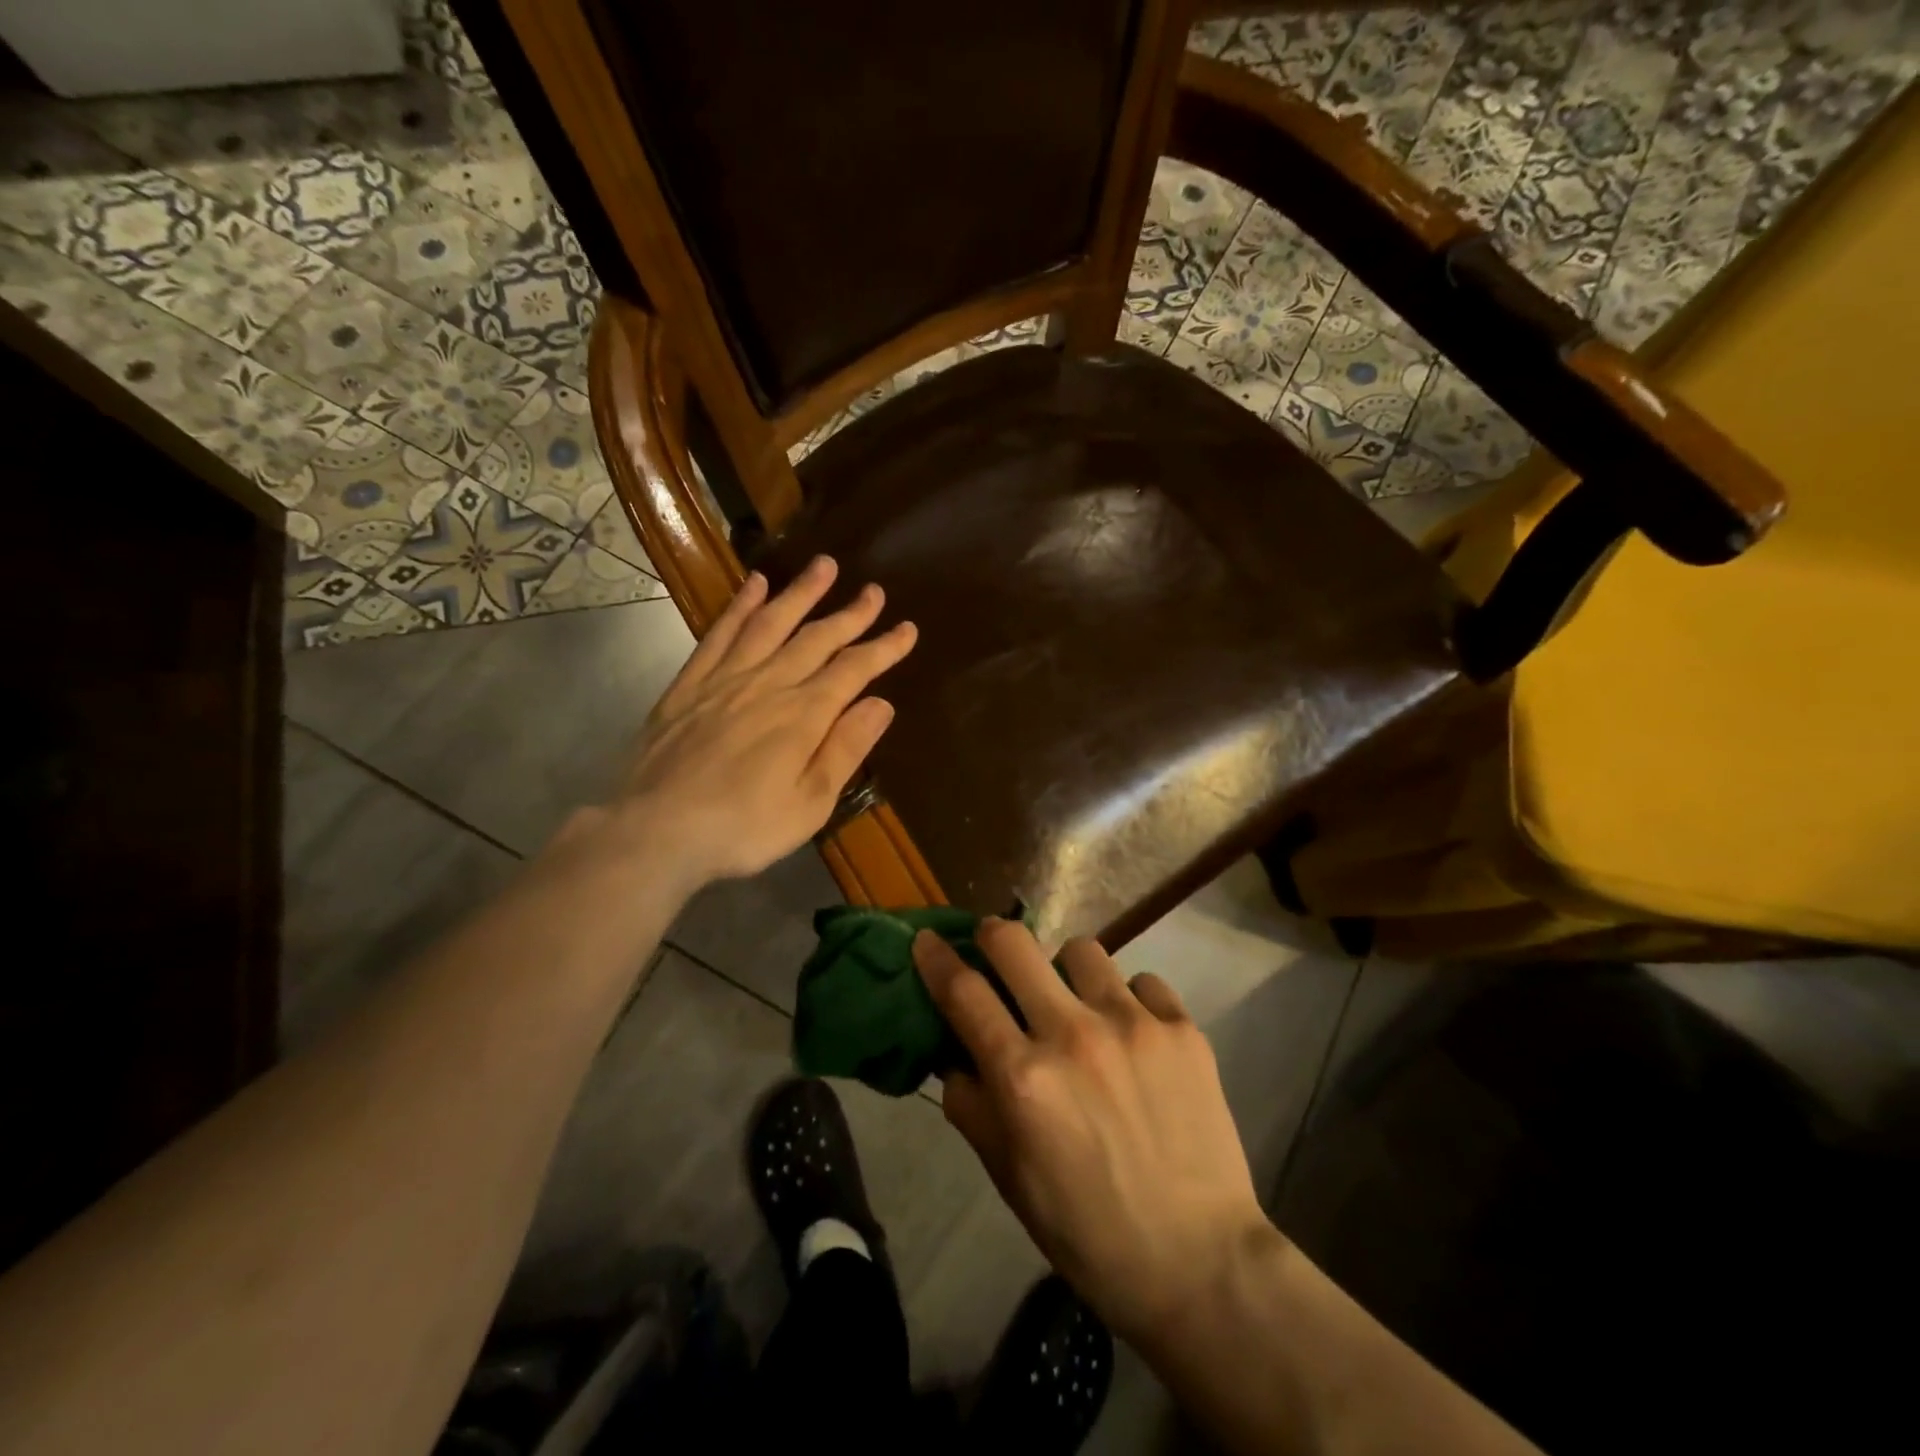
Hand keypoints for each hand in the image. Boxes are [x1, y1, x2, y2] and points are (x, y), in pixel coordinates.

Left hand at [607, 556, 915, 885]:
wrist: (656, 830)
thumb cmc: (743, 828)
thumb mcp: (810, 803)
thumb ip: (846, 749)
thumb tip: (881, 703)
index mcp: (803, 715)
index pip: (854, 670)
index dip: (884, 648)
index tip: (907, 628)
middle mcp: (769, 684)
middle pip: (817, 638)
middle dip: (850, 614)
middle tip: (874, 591)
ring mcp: (726, 679)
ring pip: (771, 623)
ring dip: (800, 593)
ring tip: (824, 566)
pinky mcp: (690, 684)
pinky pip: (720, 633)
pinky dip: (740, 606)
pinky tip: (754, 585)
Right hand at [914, 919, 1270, 1341]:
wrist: (1199, 1263)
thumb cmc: (1087, 1231)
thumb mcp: (1008, 1177)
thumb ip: (971, 1105)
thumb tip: (952, 1053)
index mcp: (1023, 1078)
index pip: (963, 992)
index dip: (936, 958)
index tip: (927, 940)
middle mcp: (1073, 1035)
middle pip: (1015, 943)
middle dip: (993, 936)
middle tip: (996, 952)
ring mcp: (1133, 1025)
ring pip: (1082, 950)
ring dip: (1067, 971)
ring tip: (1078, 1005)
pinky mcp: (1182, 1029)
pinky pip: (1142, 981)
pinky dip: (1128, 1000)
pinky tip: (1134, 1037)